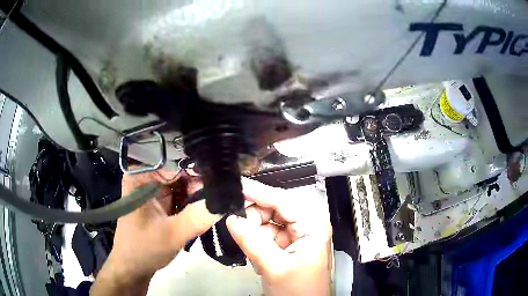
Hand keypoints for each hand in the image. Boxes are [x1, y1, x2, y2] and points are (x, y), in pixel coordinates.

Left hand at [91, 170, 220, 295]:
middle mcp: (147, 176)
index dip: (201, 174)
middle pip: (182, 173)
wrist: (133, 267)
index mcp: (142, 175)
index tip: (223, 187)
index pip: (178, 164)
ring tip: (212, 209)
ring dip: (199, 197)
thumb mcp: (173, 234)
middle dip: (201, 188)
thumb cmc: (145, 249)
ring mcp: (153, 189)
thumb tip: (227, 199)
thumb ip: (199, 216)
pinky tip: (202, 213)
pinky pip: (182, 195)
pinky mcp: (159, 200)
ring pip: (185, 184)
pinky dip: (193, 204)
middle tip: (220, 202)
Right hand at [226, 179, 331, 295]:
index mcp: (312, 226)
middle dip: (254, 218)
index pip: (283, 201)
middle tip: (237, 226)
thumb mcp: (275, 267)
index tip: (237, 188)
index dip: (259, 192)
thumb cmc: (299, 292)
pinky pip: (266, 236)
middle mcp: (306, 226)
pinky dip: (256, 243)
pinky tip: (258, 259)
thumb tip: (232, 219)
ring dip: (255, 234)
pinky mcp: (286, 247)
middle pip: (274, 210)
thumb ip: (252, 242)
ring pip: (267, 224)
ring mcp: (296, 237)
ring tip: (253, 253)